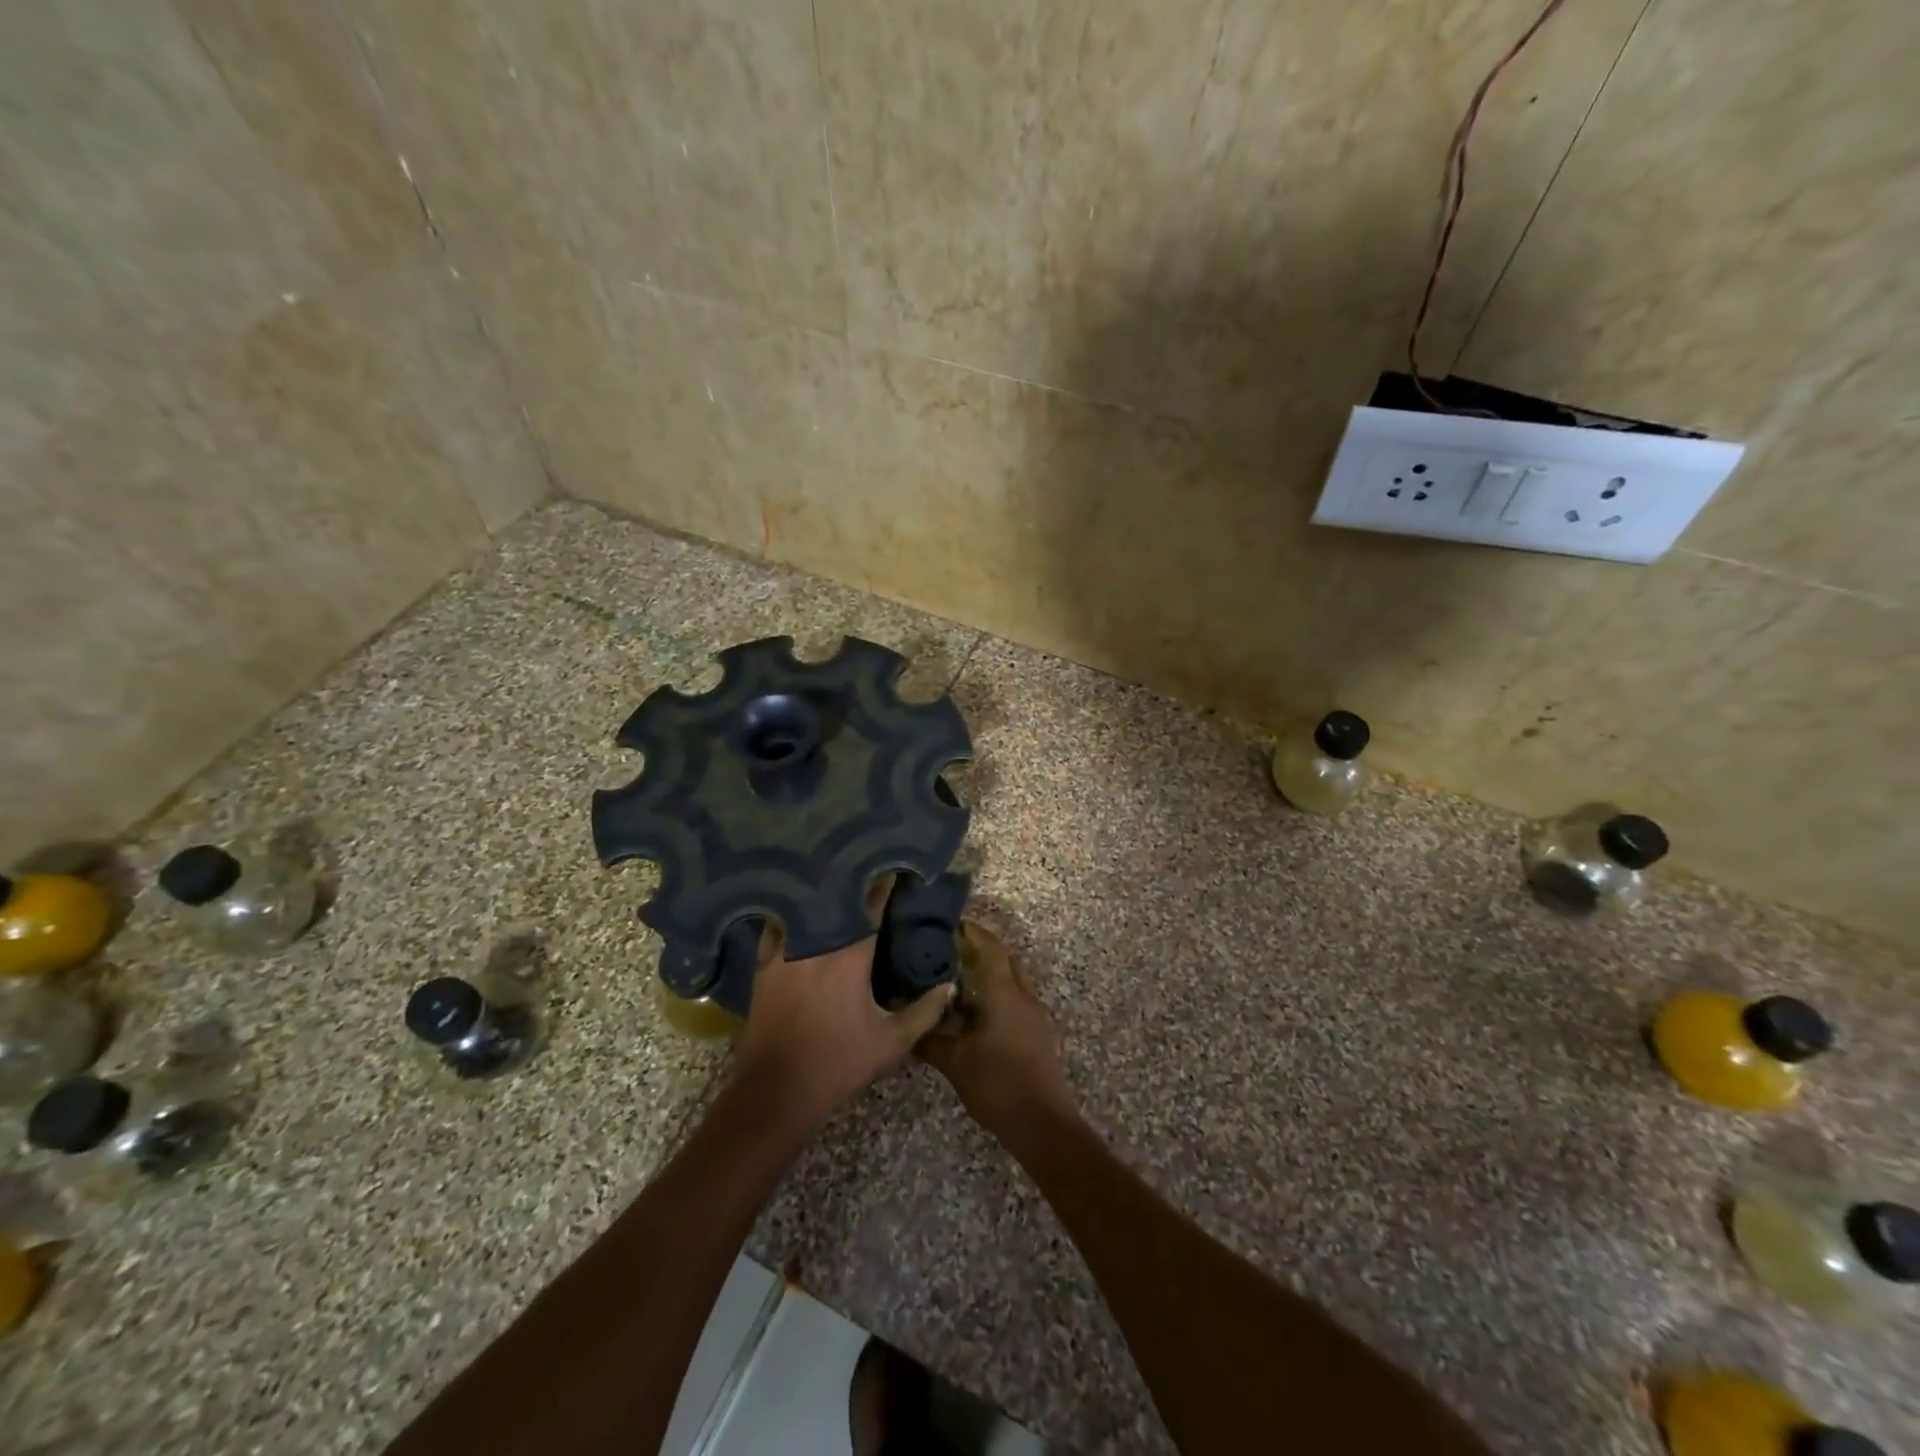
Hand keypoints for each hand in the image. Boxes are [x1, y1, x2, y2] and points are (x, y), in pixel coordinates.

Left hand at [732, 876, 953, 1131]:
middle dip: (855, 882)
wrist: (774, 1091)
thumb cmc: (837, 1064)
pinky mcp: (762, 965)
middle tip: (871, 870)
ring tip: (838, 885)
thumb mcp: (891, 1042)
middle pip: (836, 898)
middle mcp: (814, 941)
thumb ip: (924, 1011)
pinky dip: (793, 916)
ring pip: (806, 909)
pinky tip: (801, 913)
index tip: (899, 868)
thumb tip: (948, 985)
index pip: (871, 905)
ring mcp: (783, 950)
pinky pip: (779, 926)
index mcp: (849, 954)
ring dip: (823, 896)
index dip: (886, 884)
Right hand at [919, 918, 1077, 1138]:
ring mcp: (1036, 1015)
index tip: (952, 923)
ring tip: (960, 980)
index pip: (990, 948)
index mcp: (1004, 993)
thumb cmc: (997, 1084)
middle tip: (951, 950)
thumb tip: (907, 1022)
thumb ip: (930, 1038)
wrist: (1042, 1124)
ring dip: (991, 974)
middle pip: (1005, 960)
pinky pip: (1017, 1001)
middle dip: (982, 950)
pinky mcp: (1040, 1034)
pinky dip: (998, 996)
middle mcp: (1024, 996)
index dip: (972, 932)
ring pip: (1013, 981)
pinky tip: (978, 1013)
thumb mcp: (955, 1062)